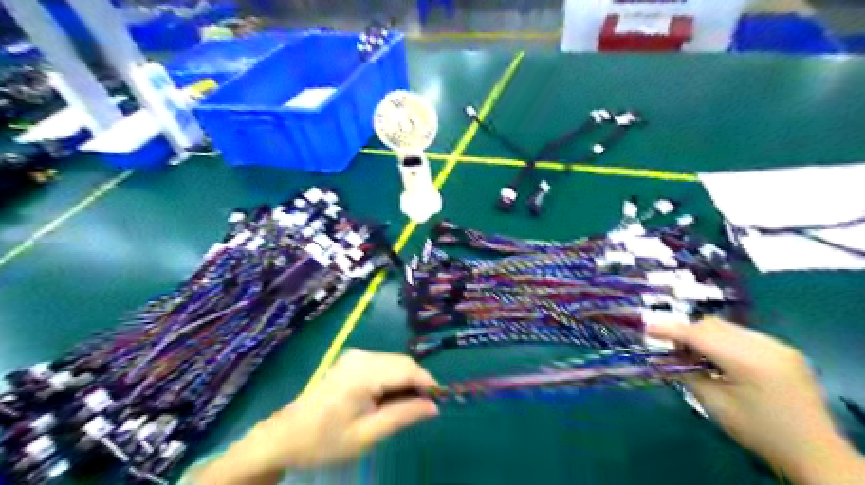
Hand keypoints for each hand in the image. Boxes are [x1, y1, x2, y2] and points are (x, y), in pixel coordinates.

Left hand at [195, 351, 440, 481]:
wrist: (284, 436)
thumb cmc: (324, 442)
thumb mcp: (368, 435)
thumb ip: (403, 416)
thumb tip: (434, 406)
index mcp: (363, 372)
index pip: (408, 369)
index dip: (428, 383)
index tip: (439, 402)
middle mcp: (361, 356)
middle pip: (402, 363)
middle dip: (417, 383)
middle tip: (423, 410)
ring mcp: (354, 356)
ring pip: (394, 363)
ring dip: (405, 382)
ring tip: (404, 408)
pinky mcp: (351, 361)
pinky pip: (382, 365)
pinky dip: (392, 379)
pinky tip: (388, 400)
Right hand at [649, 318, 864, 484]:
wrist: (815, 452)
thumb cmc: (758, 431)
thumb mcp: (714, 405)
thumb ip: (686, 374)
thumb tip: (661, 357)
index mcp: (747, 361)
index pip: (699, 335)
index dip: (670, 330)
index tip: (647, 329)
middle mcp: (765, 346)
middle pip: (712, 326)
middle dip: (688, 334)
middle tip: (675, 352)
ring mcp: (778, 346)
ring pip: (727, 327)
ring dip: (705, 336)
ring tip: (699, 358)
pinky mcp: (784, 350)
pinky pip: (743, 335)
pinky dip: (724, 341)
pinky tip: (722, 361)